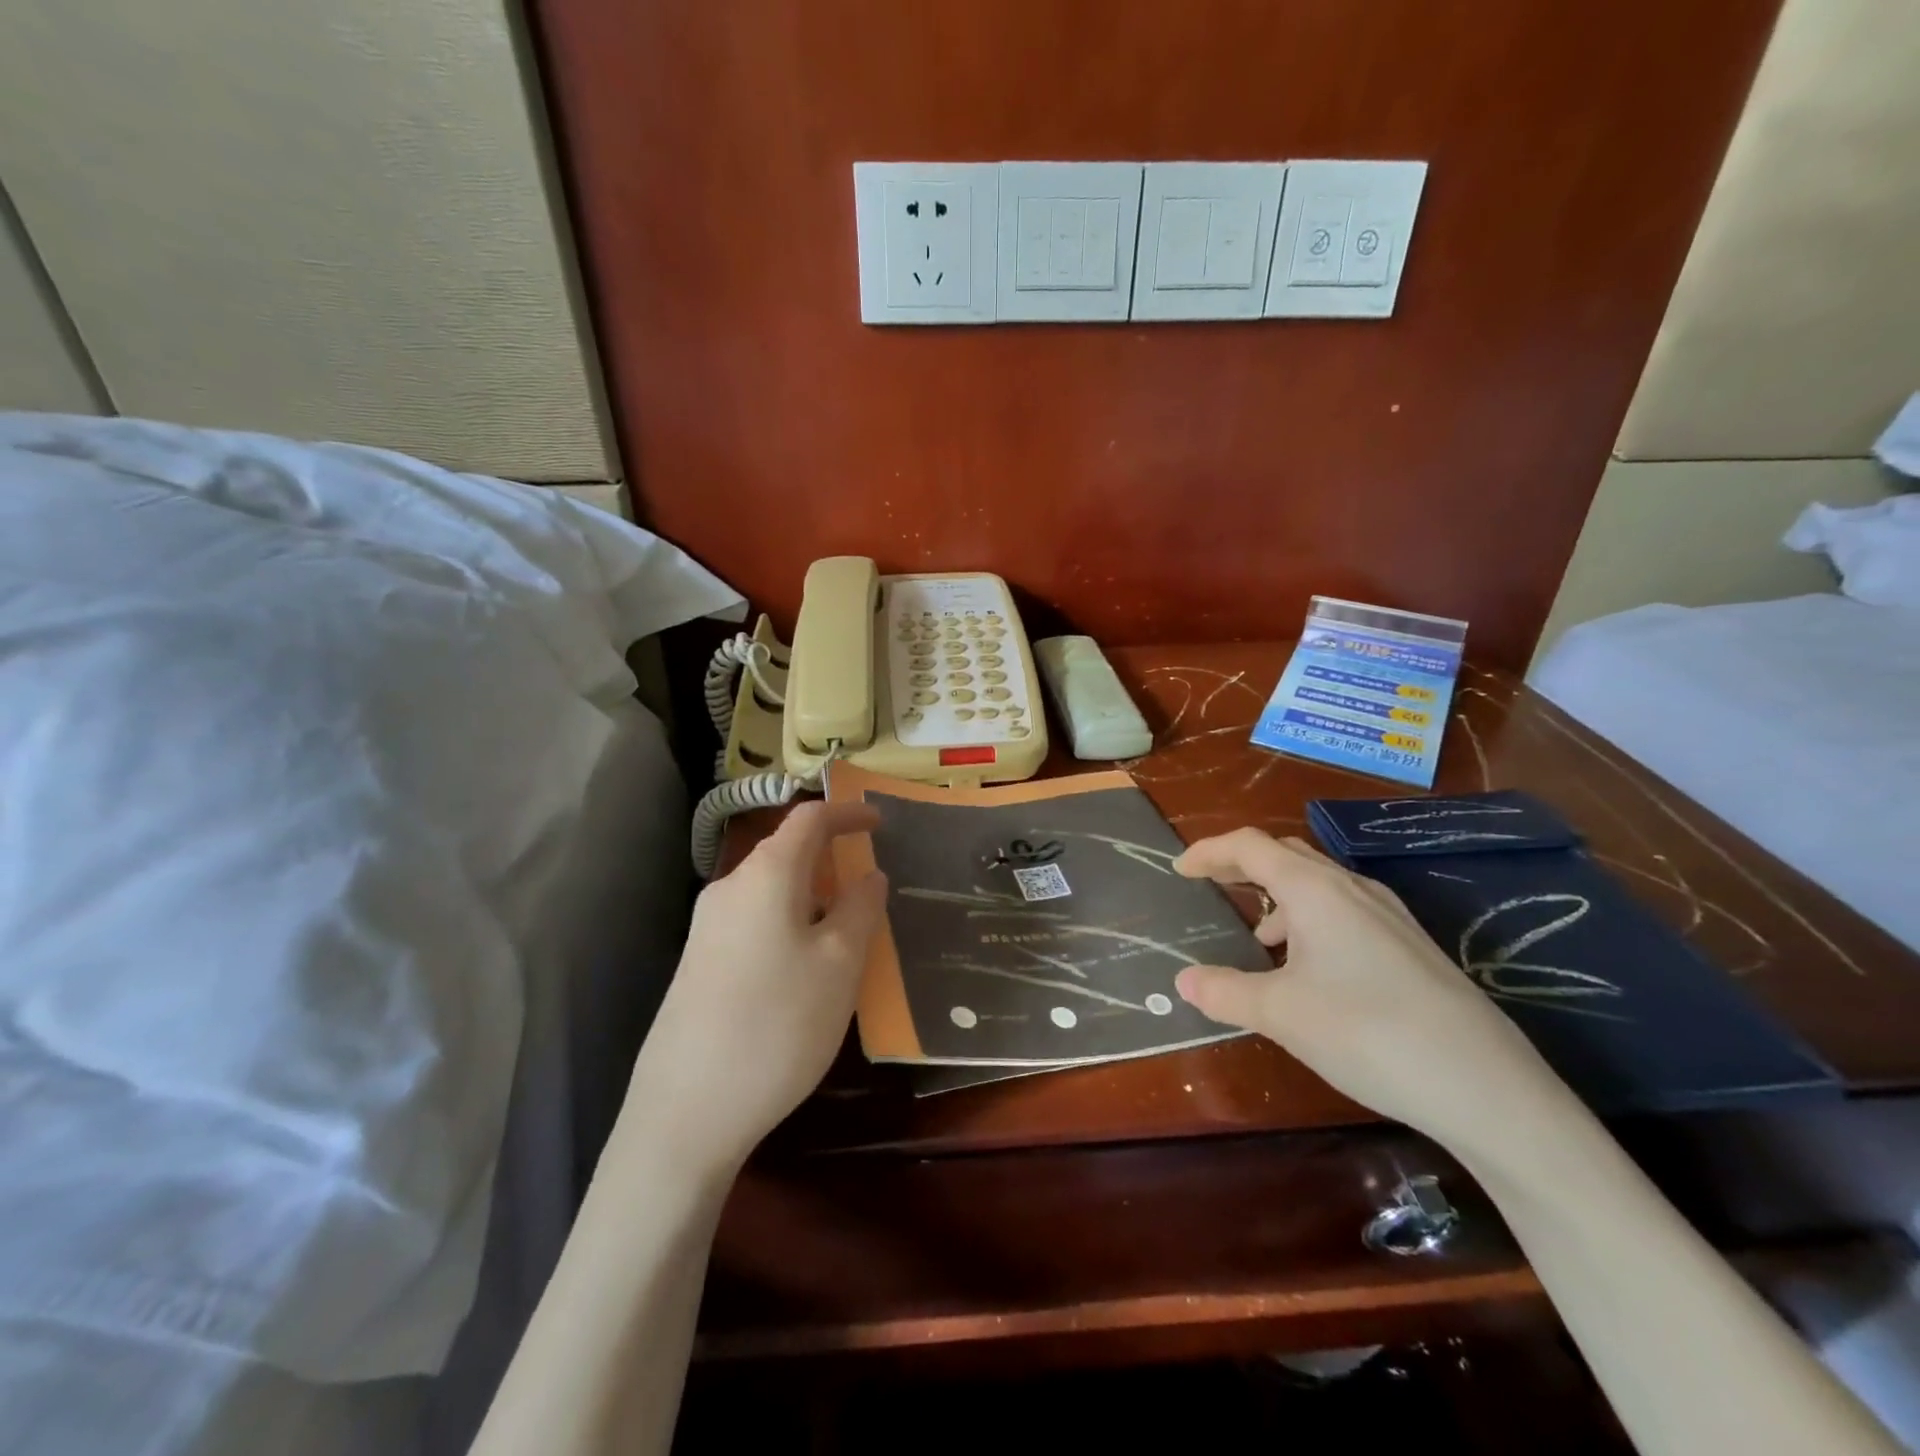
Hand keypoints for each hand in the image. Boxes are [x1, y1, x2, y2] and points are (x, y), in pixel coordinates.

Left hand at [626, 801, 887, 1176]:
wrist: (686, 1111)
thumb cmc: (779, 1023)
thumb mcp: (840, 964)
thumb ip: (860, 908)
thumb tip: (869, 875)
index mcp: (765, 875)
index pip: (809, 819)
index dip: (847, 813)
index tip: (880, 822)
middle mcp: (729, 889)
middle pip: (786, 853)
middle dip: (831, 860)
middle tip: (871, 887)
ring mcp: (706, 928)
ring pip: (771, 892)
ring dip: (812, 897)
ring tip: (847, 932)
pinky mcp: (699, 964)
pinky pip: (755, 922)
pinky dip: (790, 924)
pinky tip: (806, 969)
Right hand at [1173, 829, 1567, 1148]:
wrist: (1486, 1088)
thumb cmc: (1367, 1032)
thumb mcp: (1281, 1014)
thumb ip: (1225, 991)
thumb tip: (1184, 980)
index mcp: (1315, 890)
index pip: (1250, 846)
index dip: (1209, 852)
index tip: (1180, 869)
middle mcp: (1352, 888)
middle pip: (1286, 855)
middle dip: (1243, 866)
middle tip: (1212, 886)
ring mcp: (1389, 916)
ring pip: (1318, 885)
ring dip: (1279, 898)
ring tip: (1259, 941)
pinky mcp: (1411, 946)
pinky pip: (1344, 912)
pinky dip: (1310, 922)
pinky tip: (1310, 970)